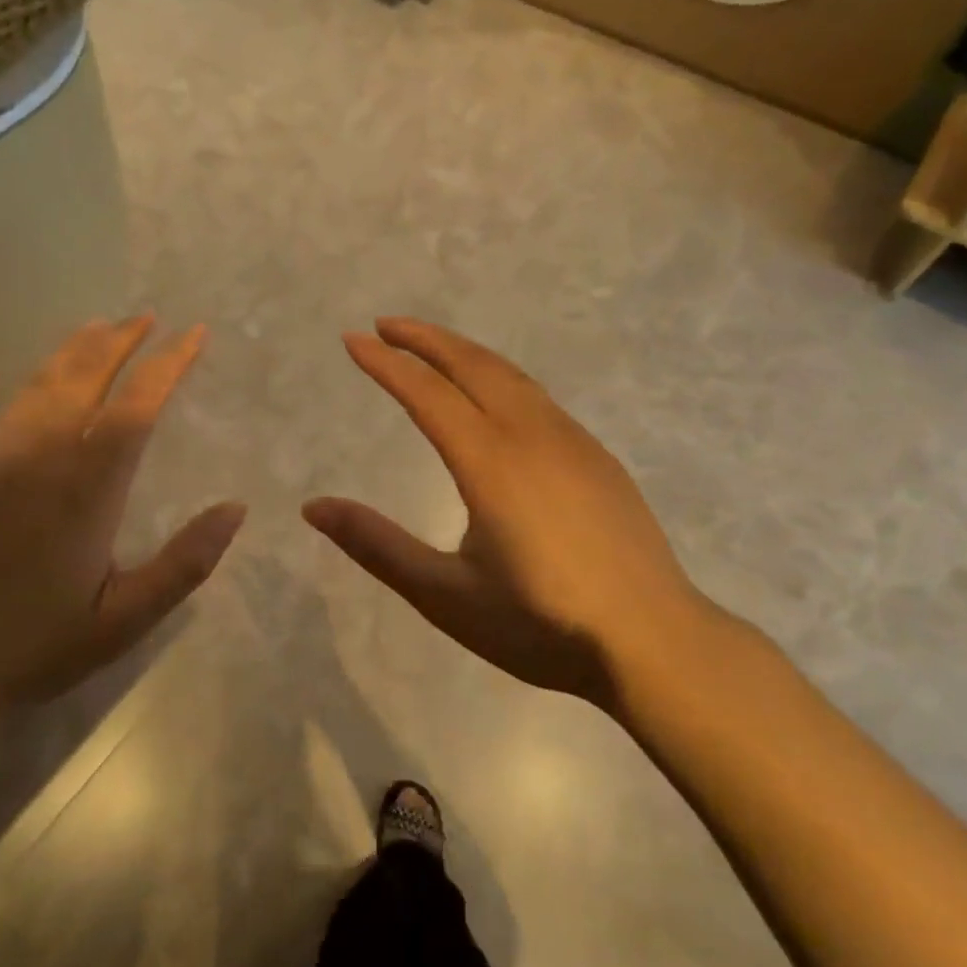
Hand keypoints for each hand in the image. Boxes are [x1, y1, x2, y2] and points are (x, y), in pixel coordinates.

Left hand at [0, 317, 245, 721]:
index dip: (169, 363)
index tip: (193, 334)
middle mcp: (39, 454)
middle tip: (147, 317)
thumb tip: (237, 507)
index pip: (138, 405)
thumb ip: (186, 562)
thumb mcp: (128, 618)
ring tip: (98, 327)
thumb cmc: (40, 646)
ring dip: (72, 351)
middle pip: (87, 376)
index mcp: (89, 486)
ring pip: (36, 383)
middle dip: (121, 341)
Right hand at [304, 318, 731, 707]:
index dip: (386, 364)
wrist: (653, 641)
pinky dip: (500, 376)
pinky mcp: (597, 457)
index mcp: (490, 462)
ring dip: (465, 352)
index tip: (353, 340)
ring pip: (511, 374)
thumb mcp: (445, 595)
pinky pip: (538, 396)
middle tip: (386, 325)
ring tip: (432, 348)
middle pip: (472, 365)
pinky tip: (495, 396)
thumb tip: (313, 507)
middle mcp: (532, 435)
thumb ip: (377, 546)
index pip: (427, 393)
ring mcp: (573, 441)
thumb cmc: (541, 623)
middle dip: (425, 338)